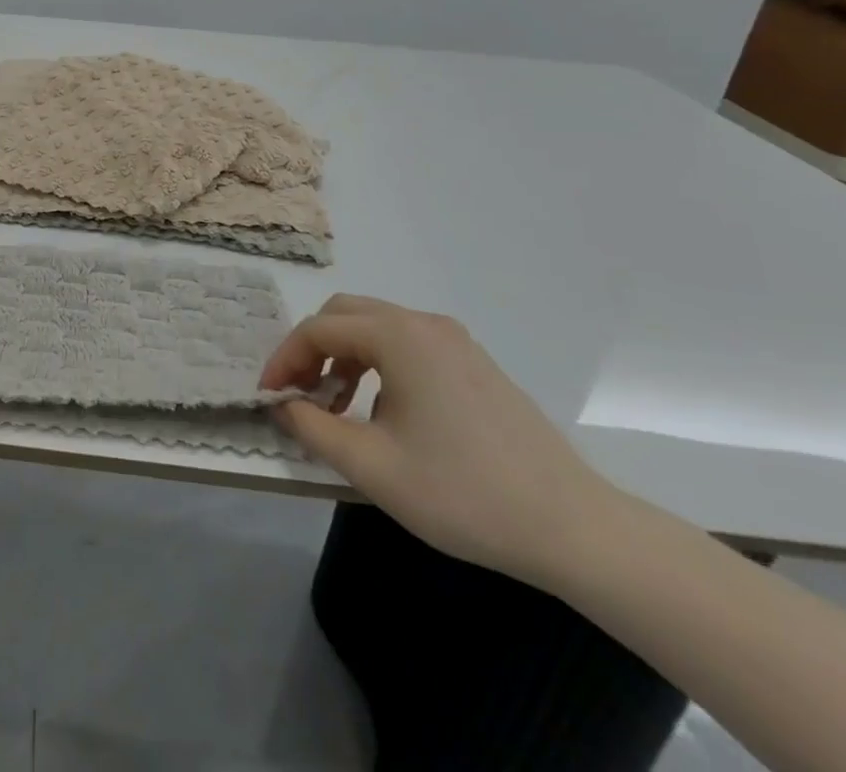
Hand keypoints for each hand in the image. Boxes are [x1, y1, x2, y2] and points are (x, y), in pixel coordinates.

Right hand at [260, 294, 620, 585]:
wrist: (577, 530)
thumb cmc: (463, 493)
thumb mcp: (370, 466)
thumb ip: (311, 426)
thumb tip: (282, 403)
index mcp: (397, 336)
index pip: (317, 329)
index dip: (284, 359)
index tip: (269, 396)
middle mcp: (424, 324)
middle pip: (344, 315)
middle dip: (311, 349)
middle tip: (298, 393)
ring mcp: (455, 342)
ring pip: (375, 328)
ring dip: (342, 356)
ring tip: (335, 406)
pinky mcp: (475, 365)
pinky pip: (407, 345)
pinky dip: (376, 363)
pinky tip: (382, 411)